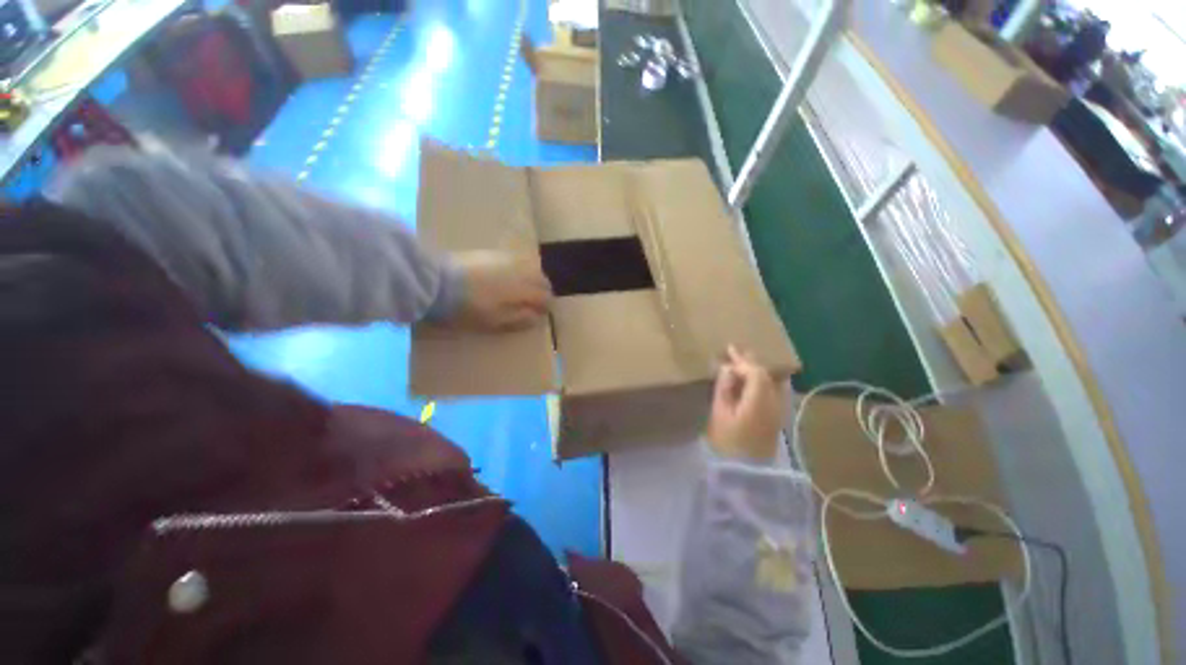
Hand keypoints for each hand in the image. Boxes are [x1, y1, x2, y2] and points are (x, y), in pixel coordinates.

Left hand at [450, 250, 551, 330]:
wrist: (436, 283)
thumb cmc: (468, 307)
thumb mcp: (494, 320)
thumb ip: (519, 318)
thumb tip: (537, 317)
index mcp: (522, 289)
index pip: (544, 296)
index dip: (546, 305)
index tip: (544, 313)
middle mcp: (519, 271)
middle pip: (540, 278)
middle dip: (543, 290)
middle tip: (539, 301)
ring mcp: (505, 259)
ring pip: (530, 266)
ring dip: (533, 277)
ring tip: (527, 288)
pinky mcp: (491, 253)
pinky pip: (516, 259)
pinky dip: (520, 268)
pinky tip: (511, 275)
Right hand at [707, 346, 788, 461]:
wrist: (745, 474)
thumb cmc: (727, 443)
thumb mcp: (719, 414)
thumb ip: (724, 388)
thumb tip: (728, 369)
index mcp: (759, 401)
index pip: (755, 372)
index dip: (742, 362)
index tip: (727, 353)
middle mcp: (774, 403)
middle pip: (766, 375)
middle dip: (750, 362)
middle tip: (735, 350)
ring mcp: (778, 411)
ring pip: (771, 382)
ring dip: (757, 370)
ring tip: (742, 361)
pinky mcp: (776, 418)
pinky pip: (773, 391)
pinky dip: (762, 381)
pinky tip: (753, 379)